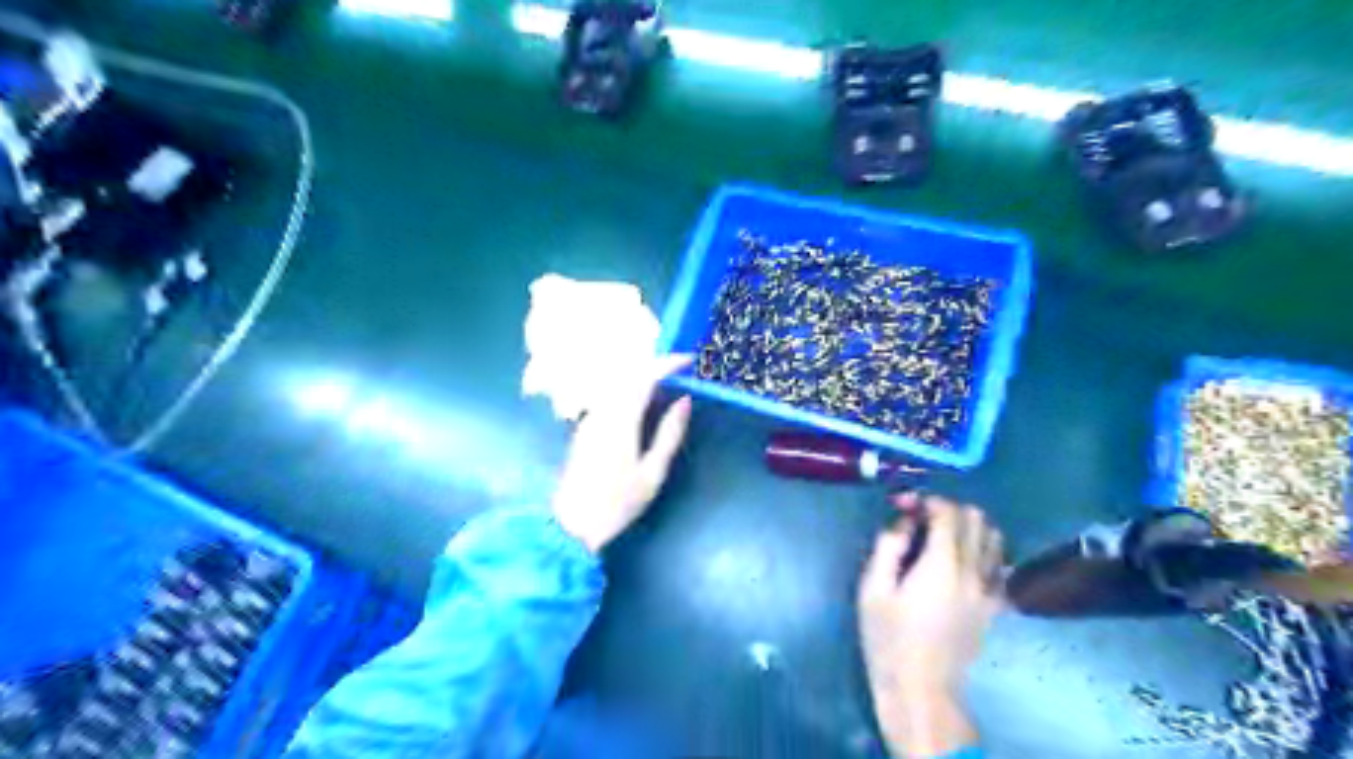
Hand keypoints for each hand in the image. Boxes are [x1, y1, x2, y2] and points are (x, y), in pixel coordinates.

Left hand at [552, 354, 691, 552]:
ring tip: (666, 385)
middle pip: (628, 374)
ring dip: (641, 377)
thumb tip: (685, 401)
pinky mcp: (584, 428)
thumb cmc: (617, 504)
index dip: (668, 363)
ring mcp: (589, 419)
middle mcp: (601, 412)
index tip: (689, 361)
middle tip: (680, 370)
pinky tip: (643, 404)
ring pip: (616, 384)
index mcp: (620, 420)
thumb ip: (669, 434)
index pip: (644, 377)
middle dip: (655, 365)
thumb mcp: (652, 473)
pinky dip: (629, 391)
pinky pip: (610, 397)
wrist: (570, 525)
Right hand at [855, 492, 1001, 757]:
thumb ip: (888, 547)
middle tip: (921, 520)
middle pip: (976, 519)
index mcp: (941, 565)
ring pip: (995, 539)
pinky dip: (985, 553)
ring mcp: (988, 590)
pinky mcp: (993, 607)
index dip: (926, 500)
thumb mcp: (872, 589)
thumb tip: (904, 522)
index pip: (947, 512)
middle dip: (948, 509)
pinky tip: (964, 562)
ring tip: (943, 536)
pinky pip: (999, 567)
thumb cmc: (888, 637)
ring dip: (970, 528)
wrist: (921, 688)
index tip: (904, 506)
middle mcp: (972, 571)